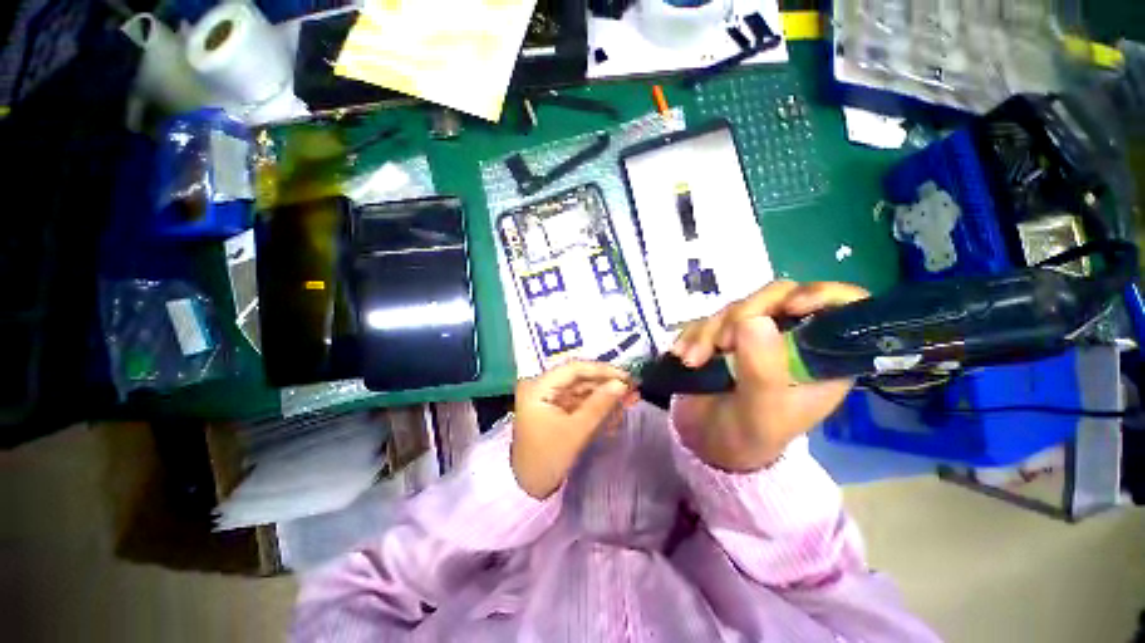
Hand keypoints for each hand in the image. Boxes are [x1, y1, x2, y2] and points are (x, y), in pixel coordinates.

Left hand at [511, 361, 636, 498]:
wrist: (530, 488)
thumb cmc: (548, 458)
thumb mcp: (576, 431)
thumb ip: (599, 404)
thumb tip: (622, 384)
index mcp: (539, 387)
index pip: (574, 369)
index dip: (602, 370)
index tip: (626, 377)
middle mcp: (543, 386)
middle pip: (579, 378)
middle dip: (607, 384)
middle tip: (633, 389)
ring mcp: (550, 398)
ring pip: (582, 390)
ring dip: (605, 396)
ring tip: (630, 401)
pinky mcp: (557, 410)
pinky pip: (580, 402)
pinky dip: (597, 407)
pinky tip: (616, 413)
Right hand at [670, 280, 868, 472]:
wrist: (707, 443)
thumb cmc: (748, 436)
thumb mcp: (761, 412)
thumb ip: (762, 370)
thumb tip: (755, 320)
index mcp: (819, 357)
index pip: (841, 308)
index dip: (822, 295)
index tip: (790, 306)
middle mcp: (791, 339)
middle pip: (776, 298)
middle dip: (742, 316)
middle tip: (721, 345)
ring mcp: (753, 335)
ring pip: (736, 308)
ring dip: (708, 331)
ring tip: (693, 361)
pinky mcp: (722, 337)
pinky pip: (707, 320)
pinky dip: (692, 335)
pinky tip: (682, 355)